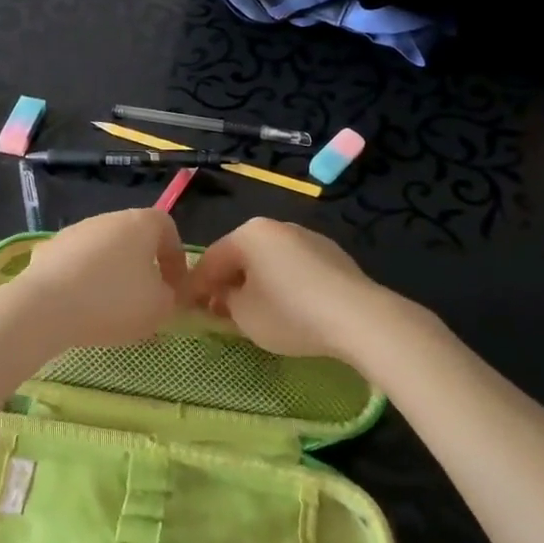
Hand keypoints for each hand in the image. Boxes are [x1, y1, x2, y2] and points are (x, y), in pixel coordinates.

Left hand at [2, 208, 190, 352]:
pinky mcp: (48, 249)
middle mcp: (108, 218)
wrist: (46, 306)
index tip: (175, 287)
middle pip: (134, 238)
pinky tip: (80, 307)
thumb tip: (164, 293)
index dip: (175, 257)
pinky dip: (82, 281)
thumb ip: (170, 297)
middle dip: (143, 267)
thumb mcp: (159, 307)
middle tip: (145, 300)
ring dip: (112, 273)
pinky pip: (76, 264)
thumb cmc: (114, 300)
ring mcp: (75, 231)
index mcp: (141, 223)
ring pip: (103, 250)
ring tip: (110, 309)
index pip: (167, 228)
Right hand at [188, 217, 402, 363]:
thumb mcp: (244, 315)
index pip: (211, 259)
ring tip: (255, 312)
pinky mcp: (332, 254)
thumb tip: (223, 296)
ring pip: (269, 260)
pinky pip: (295, 267)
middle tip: (219, 312)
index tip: (186, 307)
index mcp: (249, 233)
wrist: (357, 316)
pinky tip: (290, 308)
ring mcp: (307, 236)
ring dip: (257, 282)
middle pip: (241, 255)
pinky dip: (284, 283)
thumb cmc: (290, 313)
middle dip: (228, 282)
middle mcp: (276, 226)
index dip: (196, 286)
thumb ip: (224, 301)